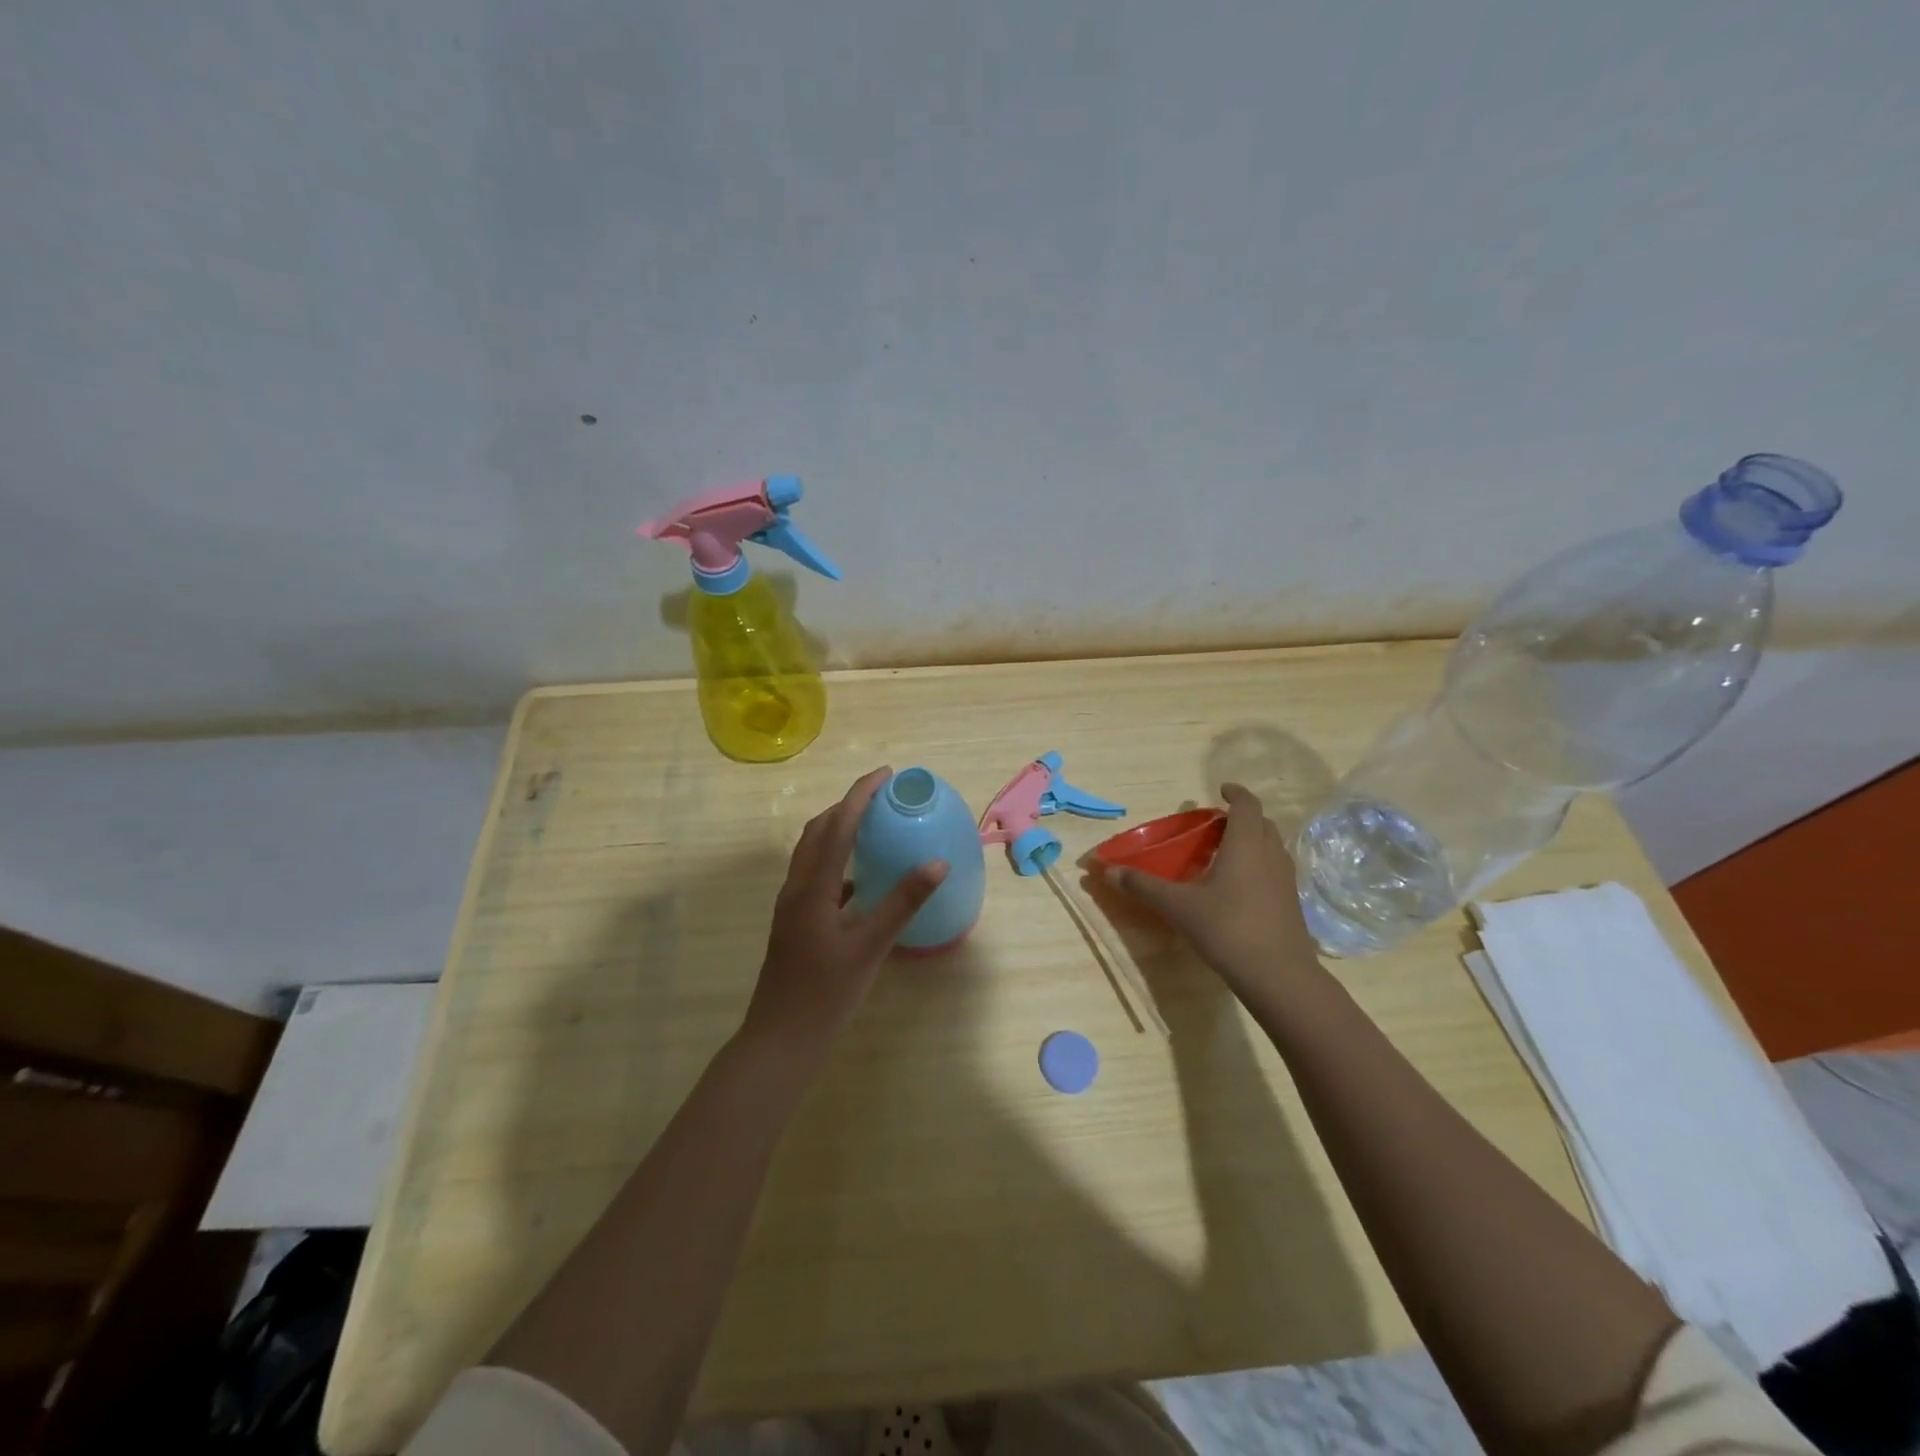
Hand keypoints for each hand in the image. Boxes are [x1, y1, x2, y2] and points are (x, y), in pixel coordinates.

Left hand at [740, 767, 948, 1058]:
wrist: (781, 1039)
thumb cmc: (826, 994)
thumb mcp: (870, 947)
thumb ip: (903, 903)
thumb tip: (937, 863)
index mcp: (812, 887)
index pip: (837, 825)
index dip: (860, 794)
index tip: (886, 774)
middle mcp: (796, 887)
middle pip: (818, 830)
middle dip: (847, 805)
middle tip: (882, 797)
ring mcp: (791, 905)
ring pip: (813, 852)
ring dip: (839, 830)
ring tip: (873, 826)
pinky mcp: (794, 921)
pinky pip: (815, 875)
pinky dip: (837, 861)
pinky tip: (861, 878)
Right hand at [1106, 783, 1322, 1006]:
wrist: (1278, 975)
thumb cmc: (1227, 929)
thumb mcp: (1178, 906)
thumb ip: (1144, 886)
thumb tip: (1110, 871)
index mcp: (1245, 844)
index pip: (1247, 804)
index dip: (1236, 793)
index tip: (1221, 789)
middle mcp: (1270, 854)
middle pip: (1262, 823)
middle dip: (1241, 818)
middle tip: (1215, 826)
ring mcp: (1286, 879)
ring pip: (1271, 847)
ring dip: (1252, 841)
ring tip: (1224, 854)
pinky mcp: (1291, 903)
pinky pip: (1274, 870)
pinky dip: (1258, 865)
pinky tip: (1237, 887)